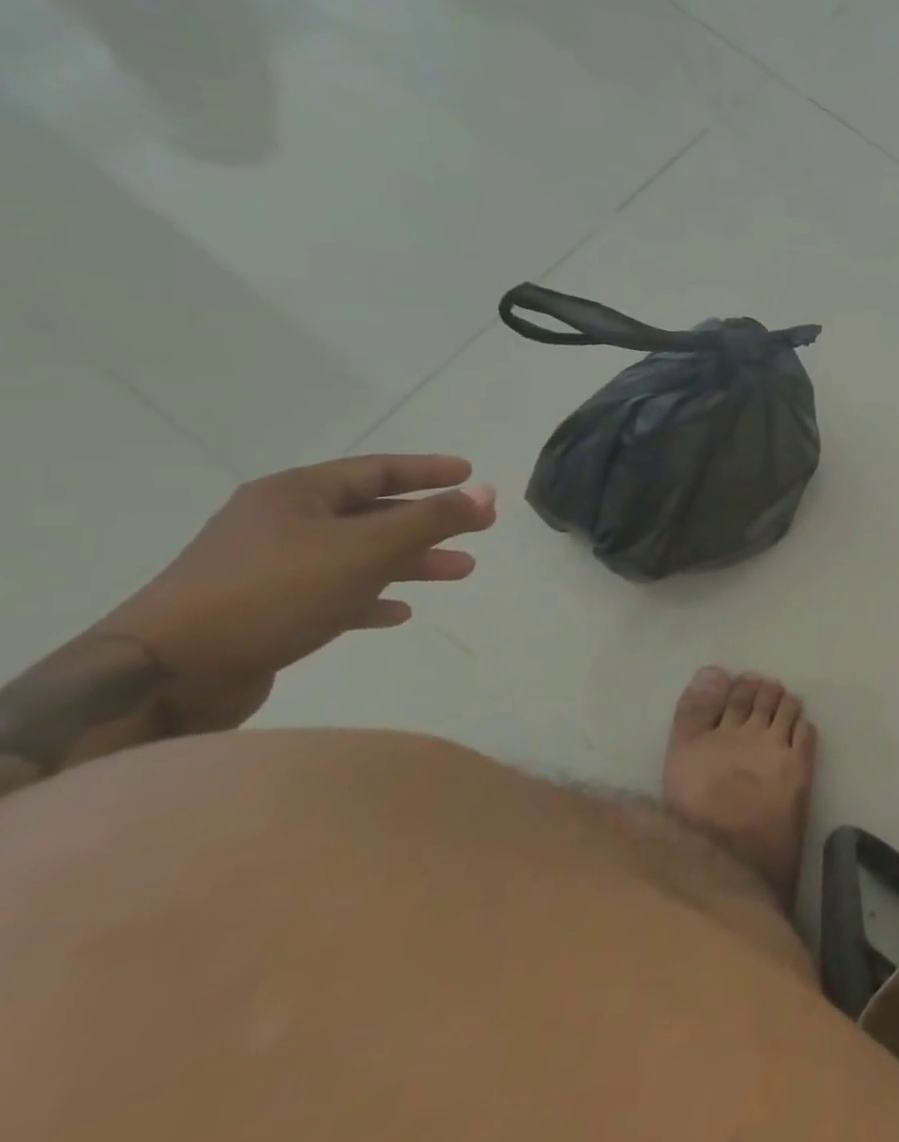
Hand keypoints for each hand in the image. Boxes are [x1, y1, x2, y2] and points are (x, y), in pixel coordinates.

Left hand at [97, 455, 495, 732]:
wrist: (170, 671)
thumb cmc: (276, 591)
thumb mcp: (367, 548)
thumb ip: (433, 519)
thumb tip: (487, 490)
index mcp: (296, 494)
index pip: (377, 470)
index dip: (428, 471)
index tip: (470, 474)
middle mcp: (282, 523)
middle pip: (373, 513)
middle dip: (431, 522)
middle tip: (480, 528)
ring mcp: (271, 567)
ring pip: (360, 555)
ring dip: (412, 562)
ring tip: (459, 571)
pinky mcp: (267, 610)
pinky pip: (335, 594)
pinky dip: (372, 598)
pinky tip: (399, 613)